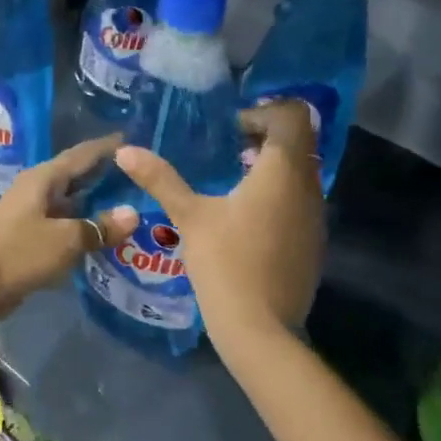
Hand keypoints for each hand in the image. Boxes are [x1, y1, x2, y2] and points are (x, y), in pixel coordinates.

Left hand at [0, 136, 139, 328]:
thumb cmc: (19, 253)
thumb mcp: (65, 239)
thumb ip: (99, 227)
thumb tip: (133, 214)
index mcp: (43, 178)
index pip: (82, 154)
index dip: (108, 147)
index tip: (135, 139)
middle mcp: (37, 189)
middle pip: (77, 176)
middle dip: (106, 175)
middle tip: (141, 176)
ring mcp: (32, 213)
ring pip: (72, 202)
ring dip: (97, 203)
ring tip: (132, 205)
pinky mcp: (30, 237)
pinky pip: (64, 224)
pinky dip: (85, 226)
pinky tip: (106, 236)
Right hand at [114, 100, 324, 351]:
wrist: (260, 329)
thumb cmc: (225, 263)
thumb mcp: (189, 216)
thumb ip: (160, 178)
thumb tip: (125, 150)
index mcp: (283, 171)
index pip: (292, 115)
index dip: (262, 111)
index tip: (230, 129)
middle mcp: (308, 187)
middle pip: (298, 141)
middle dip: (264, 137)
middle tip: (227, 148)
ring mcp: (315, 216)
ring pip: (301, 171)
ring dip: (271, 166)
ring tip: (232, 179)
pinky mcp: (313, 241)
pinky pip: (300, 199)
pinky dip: (278, 193)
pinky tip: (244, 216)